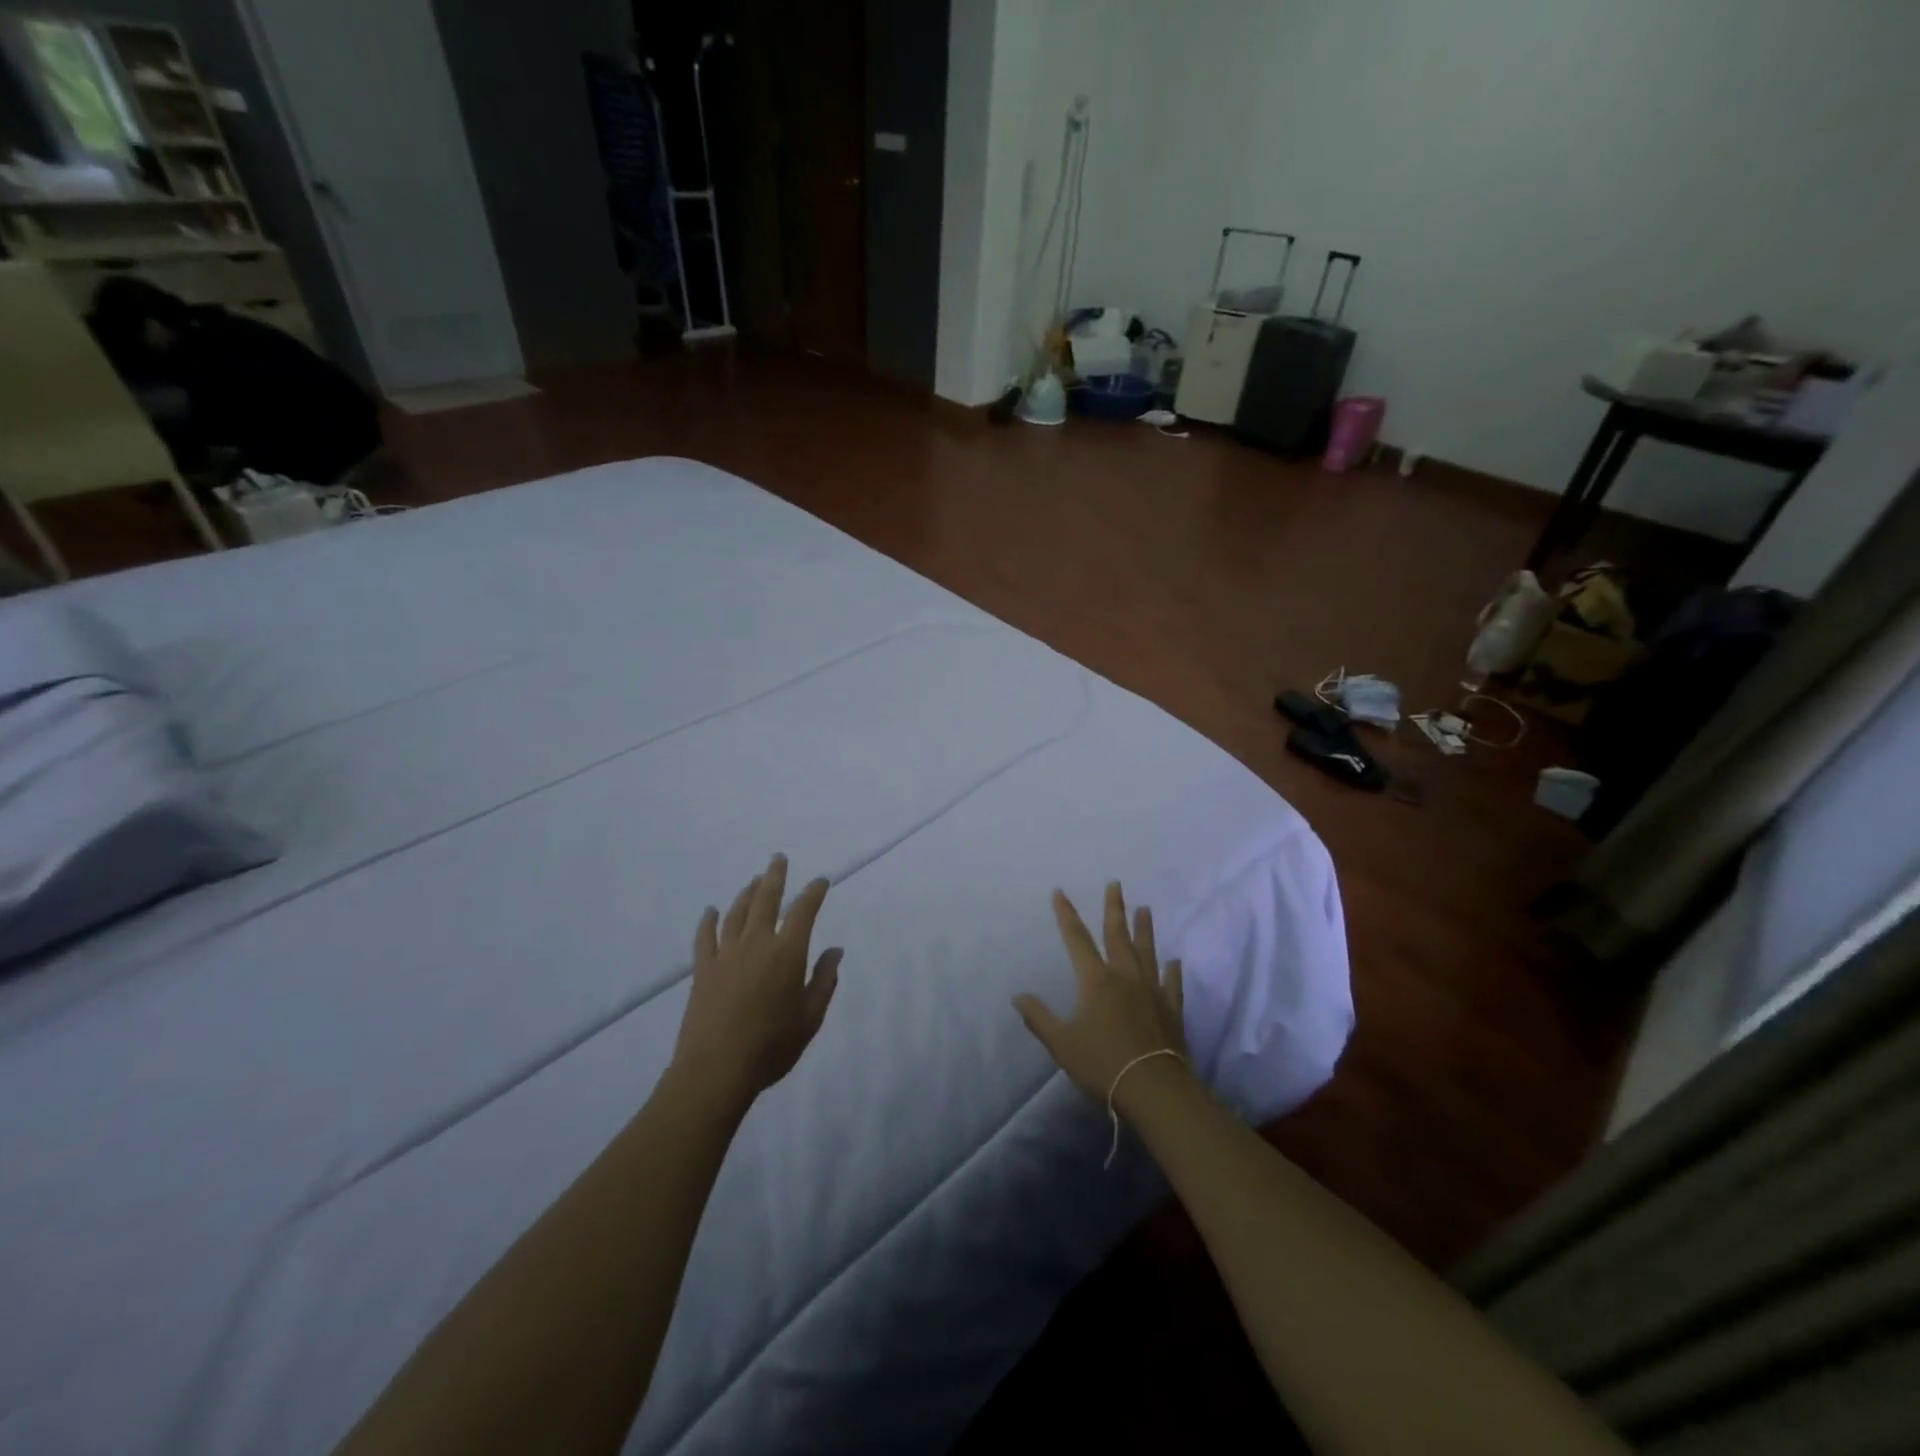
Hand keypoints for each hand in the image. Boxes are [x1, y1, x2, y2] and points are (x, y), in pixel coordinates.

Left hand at [671, 854, 841, 1113]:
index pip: (804, 911)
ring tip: (754, 880)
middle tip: (778, 858)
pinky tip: (711, 911)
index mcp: (787, 953)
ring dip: (747, 893)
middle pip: (766, 900)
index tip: (820, 881)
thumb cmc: (772, 1046)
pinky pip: (705, 937)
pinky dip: (709, 921)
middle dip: (775, 877)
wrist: (716, 1070)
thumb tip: (835, 950)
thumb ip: (824, 980)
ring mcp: (726, 954)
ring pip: (737, 913)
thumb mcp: (810, 1017)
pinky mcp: (703, 970)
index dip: (814, 892)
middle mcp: (757, 943)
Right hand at [1013, 882, 1186, 1104]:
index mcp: (1095, 981)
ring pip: (1146, 952)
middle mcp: (1124, 976)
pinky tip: (1175, 960)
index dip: (1066, 914)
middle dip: (1113, 908)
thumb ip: (1039, 1018)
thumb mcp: (1061, 1043)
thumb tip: (1017, 997)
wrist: (1154, 1088)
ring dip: (1144, 929)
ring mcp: (1151, 990)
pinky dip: (1173, 971)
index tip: (1060, 892)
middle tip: (1115, 883)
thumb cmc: (1102, 1064)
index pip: (1076, 939)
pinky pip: (1172, 983)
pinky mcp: (1172, 1009)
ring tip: (1144, 908)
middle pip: (1117, 935)